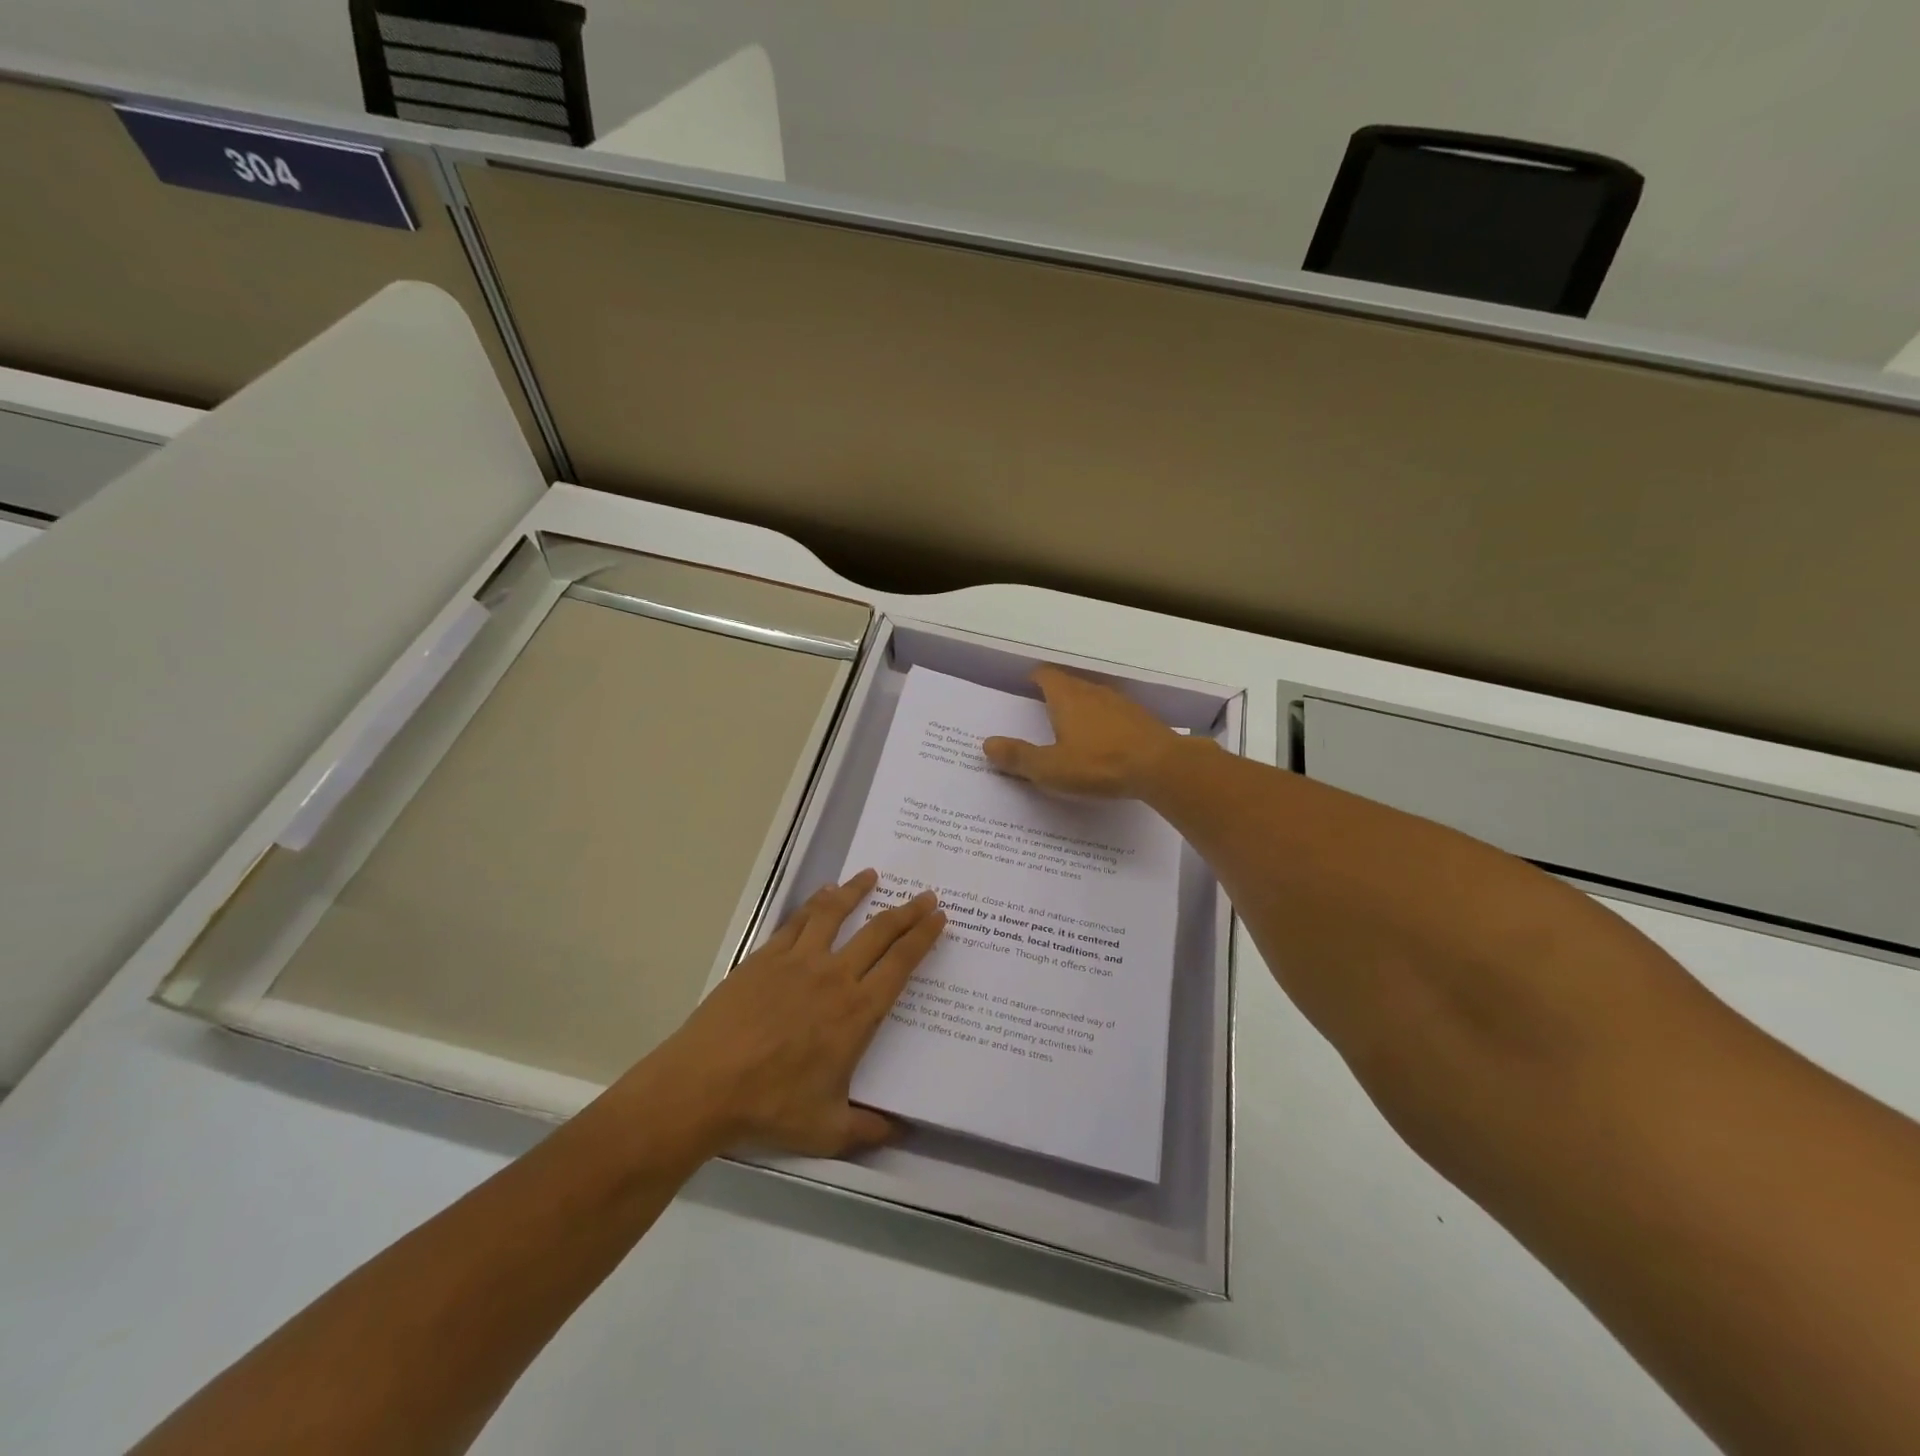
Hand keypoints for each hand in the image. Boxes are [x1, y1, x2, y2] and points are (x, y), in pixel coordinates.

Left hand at [648, 870, 944, 1157]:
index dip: (923, 938)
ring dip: (857, 891)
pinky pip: (797, 921)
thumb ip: (868, 1129)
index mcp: (857, 1012)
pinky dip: (815, 904)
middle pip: (878, 932)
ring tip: (872, 875)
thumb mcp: (827, 1131)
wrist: (703, 1085)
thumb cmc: (769, 1107)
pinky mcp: (764, 957)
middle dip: (906, 911)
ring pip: (835, 914)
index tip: (939, 917)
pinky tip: (822, 896)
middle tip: (924, 895)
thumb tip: (901, 1132)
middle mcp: (834, 977)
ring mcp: (797, 961)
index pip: (901, 964)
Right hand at [982, 666, 1184, 797]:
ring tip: (1071, 729)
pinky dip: (1104, 724)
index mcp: (1067, 698)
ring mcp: (1121, 704)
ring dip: (1082, 709)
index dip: (1034, 679)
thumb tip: (987, 744)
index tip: (1025, 688)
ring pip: (1094, 698)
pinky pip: (1114, 715)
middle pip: (1070, 684)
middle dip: (1056, 695)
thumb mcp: (1051, 768)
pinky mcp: (1142, 720)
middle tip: (1042, 713)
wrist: (1163, 767)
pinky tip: (1104, 744)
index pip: (1046, 675)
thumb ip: (1019, 757)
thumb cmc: (1100, 764)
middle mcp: (1094, 693)